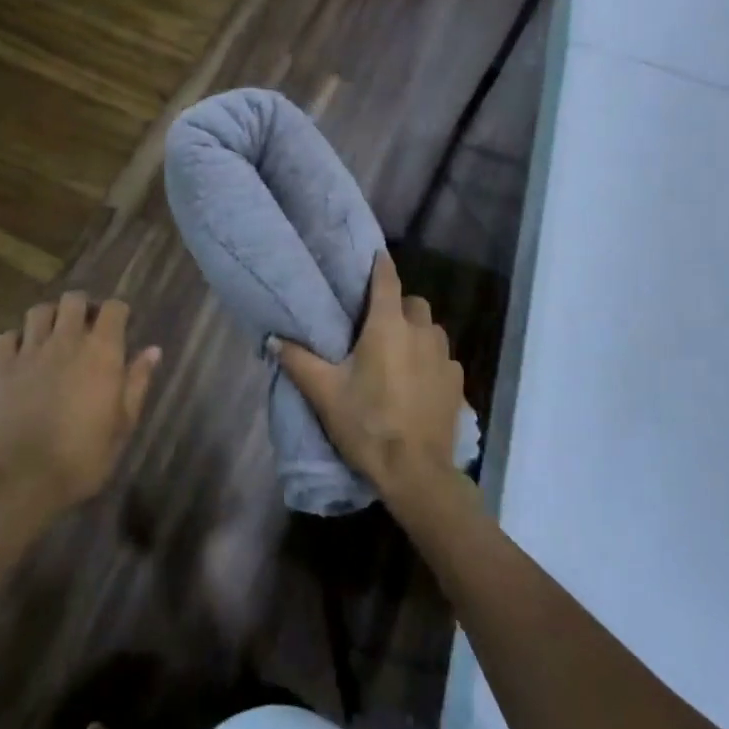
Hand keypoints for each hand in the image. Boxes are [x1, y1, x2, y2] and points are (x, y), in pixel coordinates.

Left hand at [0, 292, 160, 527]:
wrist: (22, 478)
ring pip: (38, 311)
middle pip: (74, 300)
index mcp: (102, 352)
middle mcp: (66, 341)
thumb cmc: (83, 456)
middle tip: (86, 328)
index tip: (120, 327)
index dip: (118, 313)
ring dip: (49, 318)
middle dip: (83, 307)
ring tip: (53, 335)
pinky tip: (21, 355)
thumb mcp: (123, 425)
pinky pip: (5, 337)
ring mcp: (29, 351)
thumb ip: (137, 382)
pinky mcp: (0, 368)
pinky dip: (15, 340)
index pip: (114, 308)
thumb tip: (153, 350)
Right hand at [276, 252, 464, 502]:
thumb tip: (272, 338)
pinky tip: (417, 383)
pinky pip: (443, 358)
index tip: (373, 256)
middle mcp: (421, 332)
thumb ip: (298, 361)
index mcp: (388, 326)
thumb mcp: (325, 393)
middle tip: (376, 326)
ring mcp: (444, 357)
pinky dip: (430, 360)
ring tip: (397, 354)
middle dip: (397, 305)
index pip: (387, 279)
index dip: (379, 265)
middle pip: (413, 303)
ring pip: (431, 329)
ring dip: (416, 332)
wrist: (416, 472)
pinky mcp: (457, 382)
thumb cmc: (367, 424)